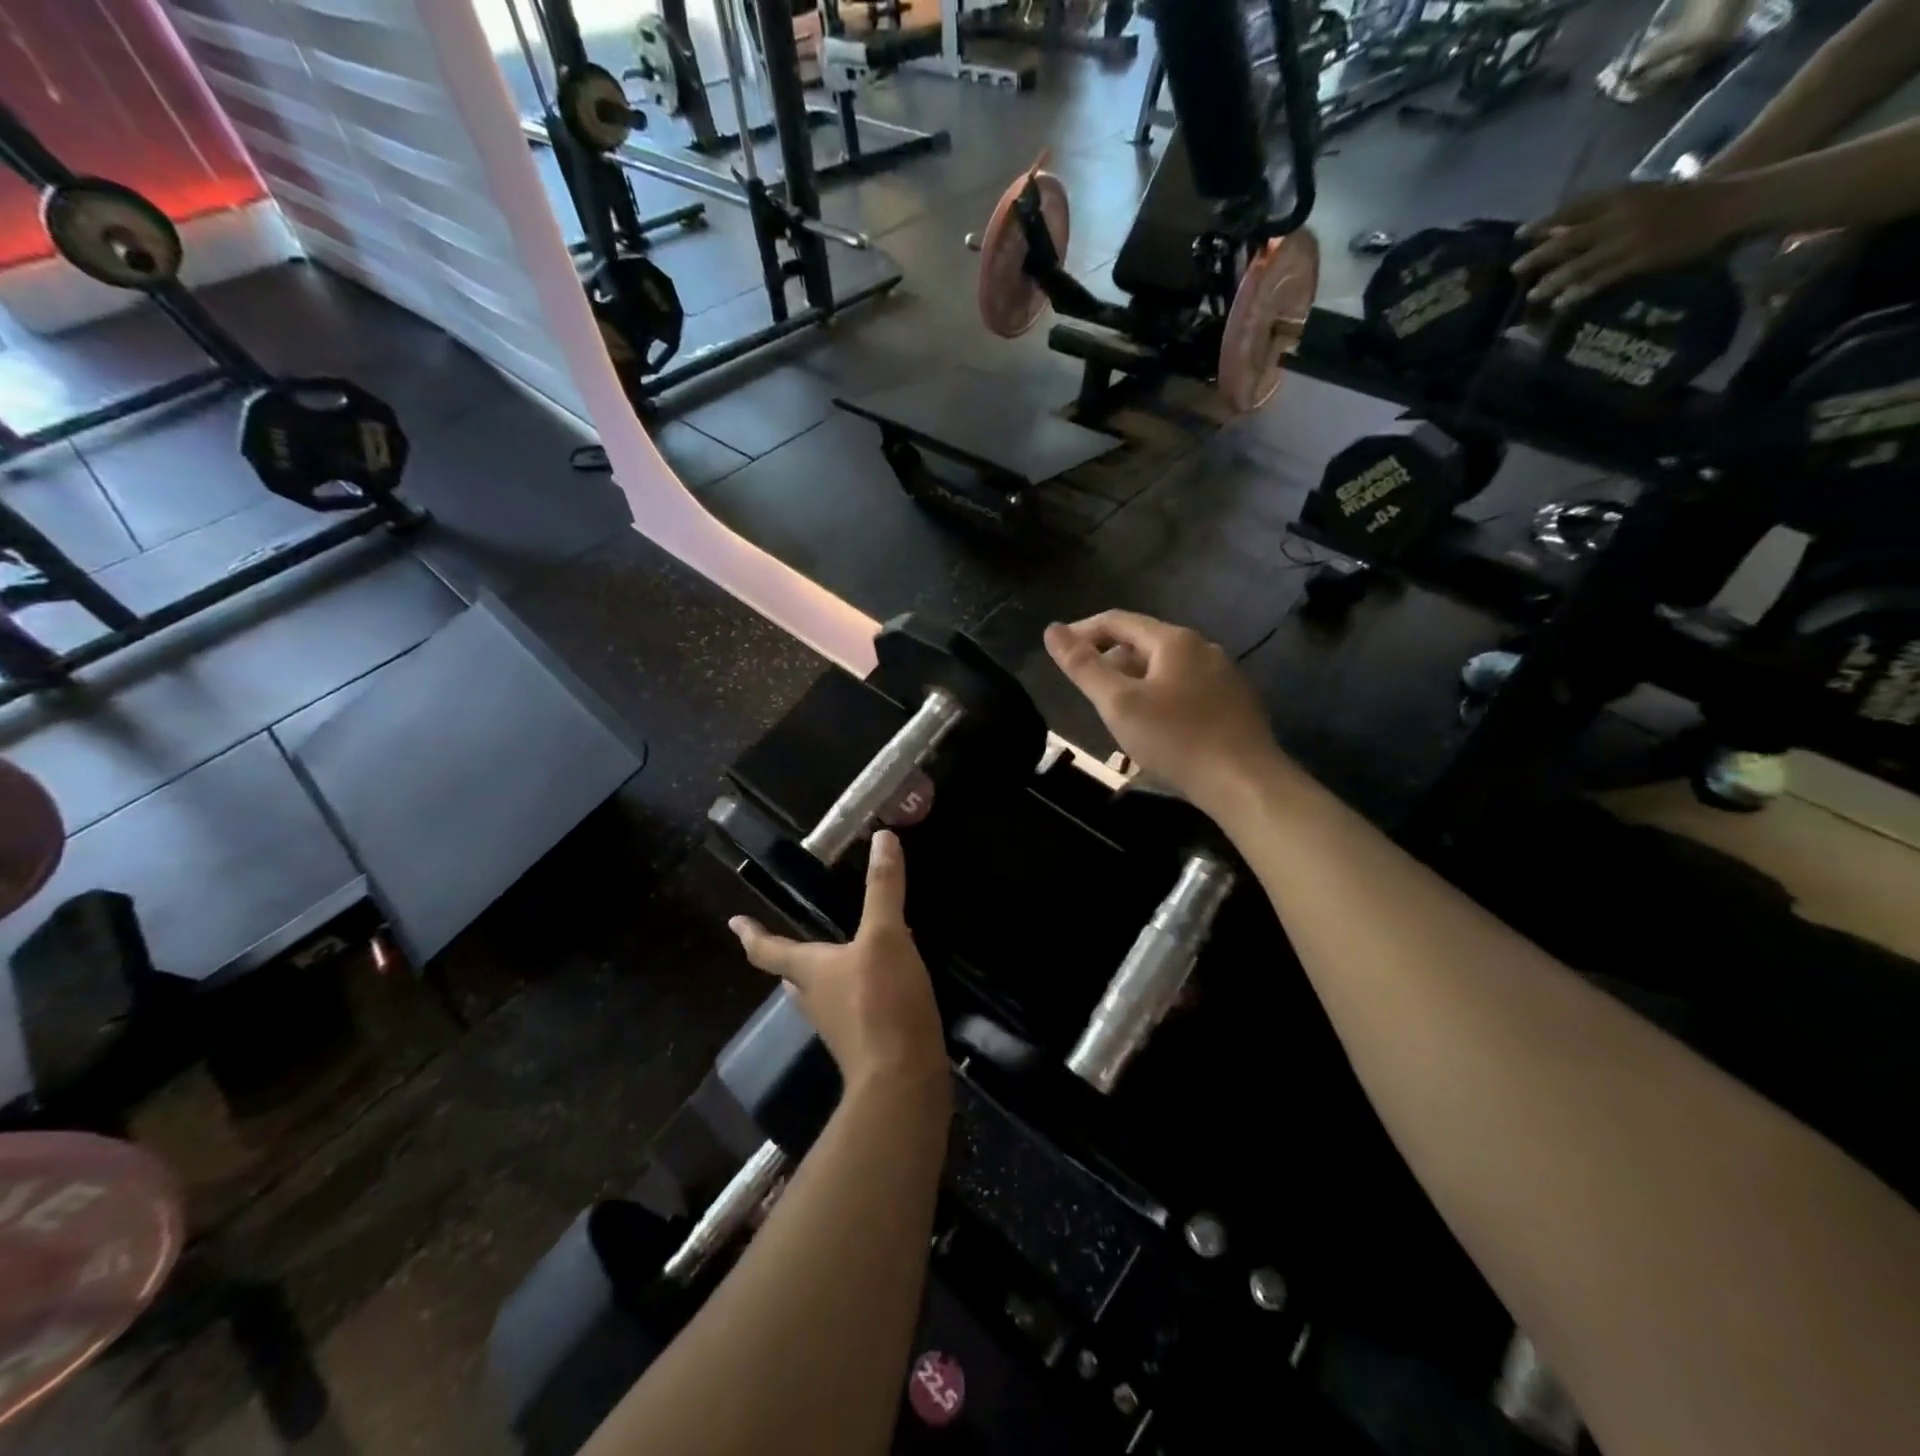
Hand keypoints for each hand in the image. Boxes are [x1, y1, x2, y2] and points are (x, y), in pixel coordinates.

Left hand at [730, 831, 945, 1093]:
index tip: (734, 923)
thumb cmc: (883, 1002)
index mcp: (811, 971)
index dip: (752, 934)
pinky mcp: (864, 1045)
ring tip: (835, 959)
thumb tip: (882, 838)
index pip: (769, 950)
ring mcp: (838, 1027)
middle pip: (792, 977)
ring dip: (821, 977)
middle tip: (785, 946)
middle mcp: (816, 1000)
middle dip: (787, 960)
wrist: (902, 1079)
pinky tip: (878, 986)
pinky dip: (856, 993)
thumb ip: (884, 888)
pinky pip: (851, 1011)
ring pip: (820, 996)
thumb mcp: (886, 936)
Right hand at [1044, 611, 1280, 814]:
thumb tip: (1051, 630)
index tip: (1059, 652)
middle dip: (1109, 659)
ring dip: (1134, 681)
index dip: (1083, 632)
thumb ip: (1083, 666)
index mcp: (1174, 640)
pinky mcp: (1234, 703)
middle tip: (1085, 688)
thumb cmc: (1176, 739)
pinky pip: (1186, 688)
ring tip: (1115, 711)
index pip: (1118, 621)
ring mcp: (1223, 675)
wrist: (1245, 783)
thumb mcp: (1119, 703)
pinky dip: (1160, 697)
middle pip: (1143, 642)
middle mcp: (1202, 648)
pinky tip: (1155, 727)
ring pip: (1165, 668)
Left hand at [1515, 181, 1741, 307]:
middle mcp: (1622, 215)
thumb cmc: (1679, 201)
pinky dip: (1579, 290)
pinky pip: (1602, 278)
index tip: (1518, 235)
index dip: (1545, 221)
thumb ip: (1602, 212)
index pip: (1574, 207)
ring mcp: (1631, 238)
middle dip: (1539, 255)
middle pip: (1570, 237)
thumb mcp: (1638, 198)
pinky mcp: (1642, 258)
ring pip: (1581, 262)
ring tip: (1532, 296)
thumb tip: (1560, 229)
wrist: (1728, 203)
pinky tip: (1562, 302)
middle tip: (1515, 270)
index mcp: (1622, 195)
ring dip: (1554, 280)